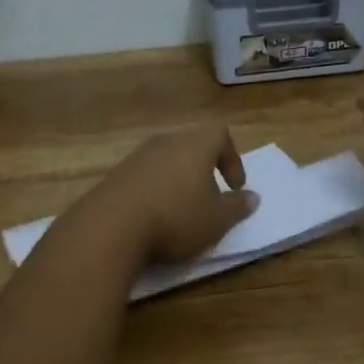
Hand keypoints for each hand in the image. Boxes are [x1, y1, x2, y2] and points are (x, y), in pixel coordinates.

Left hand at [74, 126, 258, 265]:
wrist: (110, 228)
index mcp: (195, 145)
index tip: (235, 187)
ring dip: (178, 182)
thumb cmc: (175, 218)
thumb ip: (237, 207)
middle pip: (191, 146)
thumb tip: (252, 197)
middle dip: (203, 171)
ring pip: (166, 161)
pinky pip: (144, 177)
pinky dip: (154, 192)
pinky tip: (153, 218)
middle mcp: (165, 143)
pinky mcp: (115, 176)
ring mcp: (136, 157)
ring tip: (181, 212)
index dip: (232, 159)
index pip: (220, 135)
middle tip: (209, 198)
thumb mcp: (217, 220)